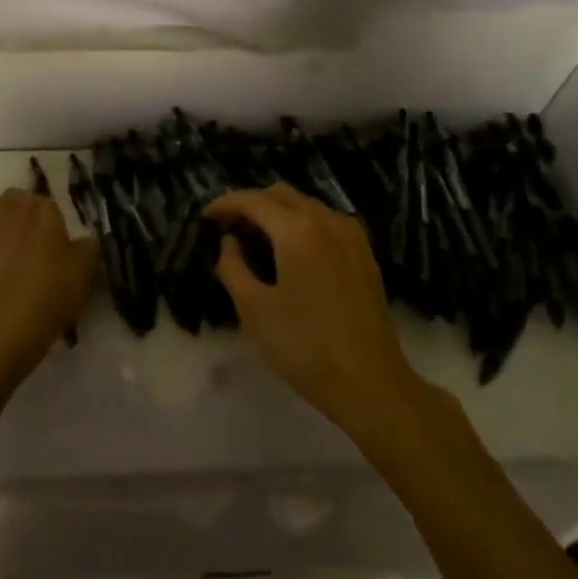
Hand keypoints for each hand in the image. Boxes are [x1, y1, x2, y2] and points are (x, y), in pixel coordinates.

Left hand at [0, 189, 96, 392]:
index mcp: (41, 209)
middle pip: (12, 207)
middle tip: (24, 257)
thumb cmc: (48, 296)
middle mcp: (6, 207)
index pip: (45, 206)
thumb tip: (84, 241)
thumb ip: (87, 249)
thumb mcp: (84, 275)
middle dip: (16, 224)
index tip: (50, 252)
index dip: (47, 229)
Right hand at [207, 185, 415, 434]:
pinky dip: (301, 223)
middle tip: (228, 227)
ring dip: (277, 211)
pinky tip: (291, 249)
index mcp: (297, 230)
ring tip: (255, 237)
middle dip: (251, 203)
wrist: (372, 384)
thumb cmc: (305, 347)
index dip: (225, 204)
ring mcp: (350, 236)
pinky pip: (325, 221)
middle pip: (281, 194)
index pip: (253, 200)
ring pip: (306, 205)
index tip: (205, 218)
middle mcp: (326, 221)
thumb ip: (233, 267)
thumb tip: (229, 242)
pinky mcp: (364, 254)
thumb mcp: (254, 310)